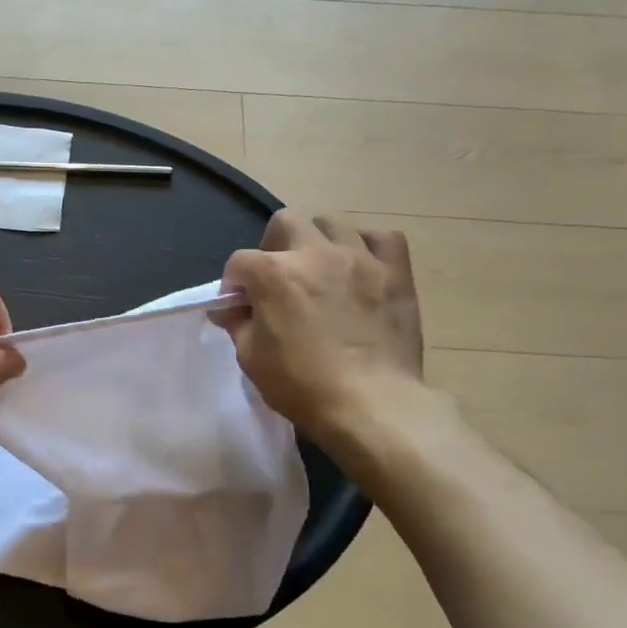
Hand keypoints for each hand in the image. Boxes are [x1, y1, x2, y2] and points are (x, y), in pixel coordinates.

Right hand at [215, 211, 425, 443]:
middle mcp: (314, 253)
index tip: (238, 306)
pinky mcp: (395, 273)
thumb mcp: (251, 358)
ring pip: (332, 223)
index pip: (240, 262)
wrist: (373, 406)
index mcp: (274, 272)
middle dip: (273, 246)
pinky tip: (361, 266)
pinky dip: (367, 246)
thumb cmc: (303, 385)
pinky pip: (383, 239)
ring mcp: (359, 259)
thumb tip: (231, 308)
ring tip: (320, 269)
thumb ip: (238, 323)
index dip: (234, 284)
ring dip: (318, 241)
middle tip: (278, 278)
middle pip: (285, 222)